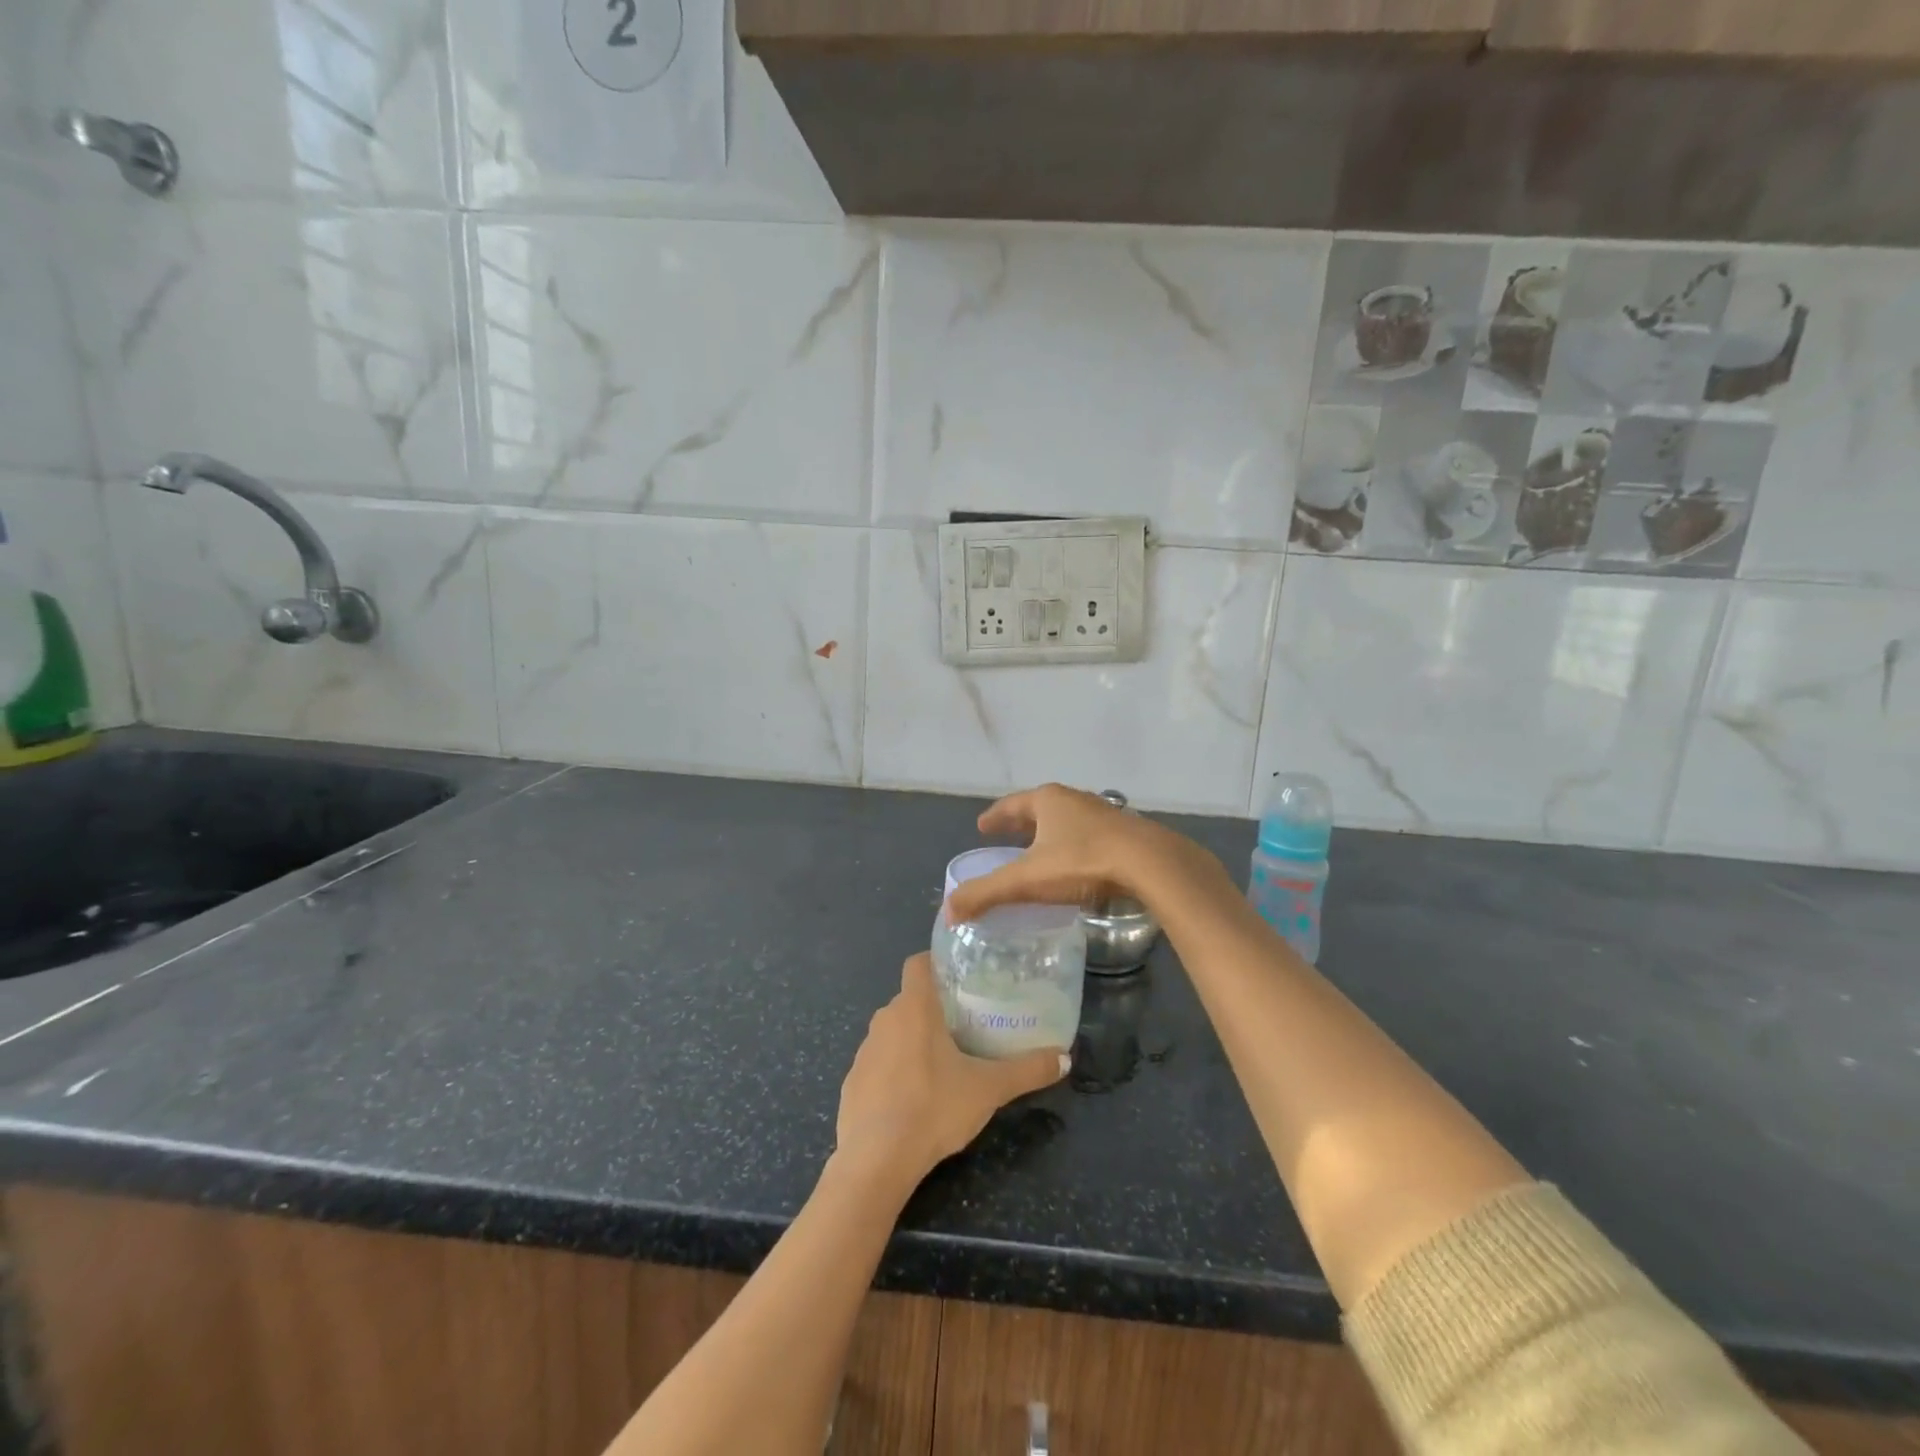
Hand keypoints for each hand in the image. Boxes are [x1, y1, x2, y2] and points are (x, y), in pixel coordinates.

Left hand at [835, 954, 1067, 1188]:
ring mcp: (864, 1051)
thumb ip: (1027, 1071)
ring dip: (913, 1040)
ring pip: (893, 1031)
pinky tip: (914, 1098)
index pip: (918, 963)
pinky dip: (895, 1071)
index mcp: (913, 1007)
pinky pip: (878, 1063)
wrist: (875, 1160)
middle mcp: (884, 1019)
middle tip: (966, 1024)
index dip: (936, 963)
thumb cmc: (933, 1108)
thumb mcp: (988, 1089)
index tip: (961, 978)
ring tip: (944, 1062)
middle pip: (910, 999)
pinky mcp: (852, 1082)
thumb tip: (1065, 1058)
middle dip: (934, 1008)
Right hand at [944, 784, 1210, 922]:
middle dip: (1021, 824)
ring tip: (1039, 852)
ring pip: (1067, 822)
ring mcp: (1103, 814)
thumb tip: (948, 911)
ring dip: (1050, 834)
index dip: (994, 817)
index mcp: (1047, 801)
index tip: (981, 827)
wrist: (1149, 864)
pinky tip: (1077, 865)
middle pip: (1039, 809)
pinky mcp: (1125, 834)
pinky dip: (1074, 846)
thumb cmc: (1082, 862)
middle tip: (1006, 838)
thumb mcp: (1027, 880)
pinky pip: (1089, 837)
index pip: (1011, 805)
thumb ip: (986, 893)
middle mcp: (1074, 799)